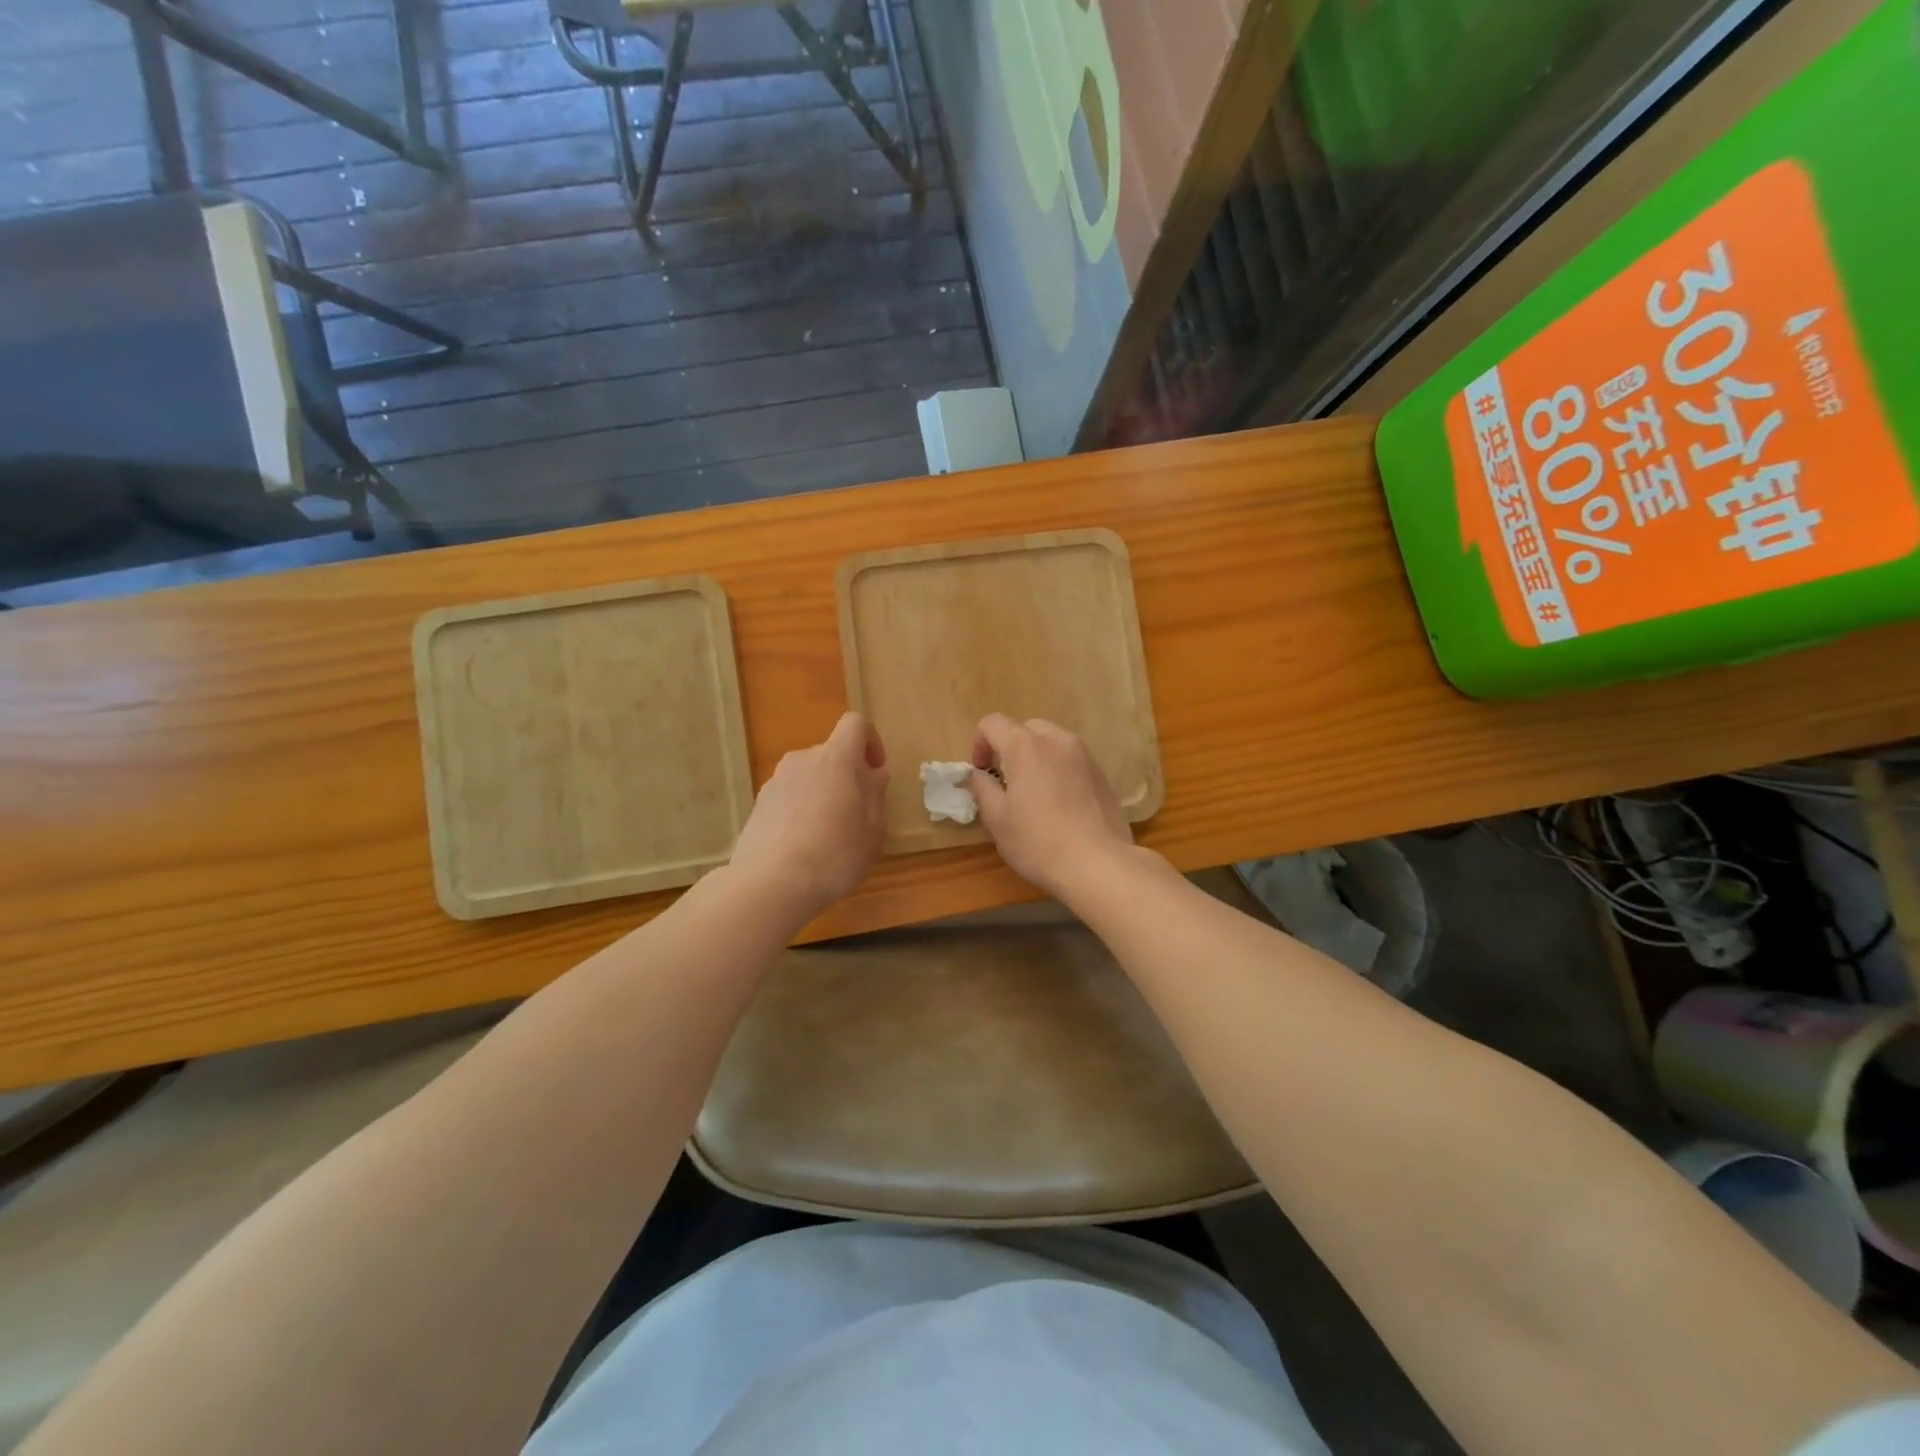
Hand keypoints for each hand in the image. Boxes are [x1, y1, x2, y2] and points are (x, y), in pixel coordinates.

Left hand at [729, 712, 888, 913]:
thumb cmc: (835, 854)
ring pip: (810, 776)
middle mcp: (803, 759)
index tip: (876, 773)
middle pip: (832, 754)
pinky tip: (804, 846)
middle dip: (848, 776)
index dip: (871, 742)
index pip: (856, 724)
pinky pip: (790, 796)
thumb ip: (876, 793)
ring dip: (824, 794)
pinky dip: (801, 810)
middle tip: (857, 815)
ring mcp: (776, 781)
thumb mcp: (873, 828)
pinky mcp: (758, 804)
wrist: (771, 883)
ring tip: (828, 835)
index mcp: (836, 758)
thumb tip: (874, 773)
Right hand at [969, 714, 1132, 898]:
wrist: (1099, 864)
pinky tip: (1060, 806)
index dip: (979, 744)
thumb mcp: (997, 819)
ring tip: (1035, 794)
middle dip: (1010, 748)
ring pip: (1052, 743)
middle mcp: (1057, 741)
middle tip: (1007, 782)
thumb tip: (981, 774)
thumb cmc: (1038, 842)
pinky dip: (1059, 771)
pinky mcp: (1102, 774)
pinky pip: (1071, 761)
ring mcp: (1084, 756)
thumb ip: (983, 788)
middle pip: (1026, 729)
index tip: (982, 772)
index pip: (993, 723)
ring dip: (1037, 758)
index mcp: (1025, 746)